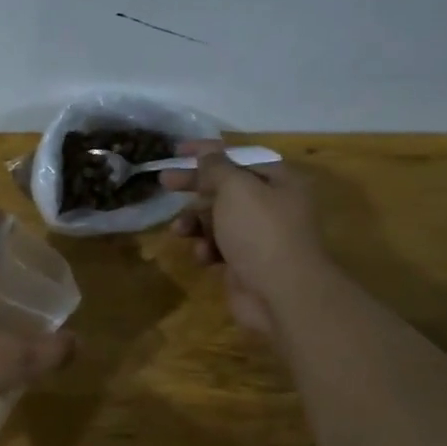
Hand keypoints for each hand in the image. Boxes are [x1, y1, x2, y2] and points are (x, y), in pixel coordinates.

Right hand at [166, 141, 329, 335]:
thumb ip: (216, 167)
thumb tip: (206, 152)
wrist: (282, 293)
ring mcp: (259, 236)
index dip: (207, 152)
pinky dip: (207, 248)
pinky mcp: (246, 263)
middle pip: (225, 188)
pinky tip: (203, 256)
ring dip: (195, 222)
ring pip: (217, 219)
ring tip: (179, 230)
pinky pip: (219, 247)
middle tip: (164, 182)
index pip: (238, 157)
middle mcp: (272, 205)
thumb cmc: (260, 231)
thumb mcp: (235, 188)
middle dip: (194, 187)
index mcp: (278, 181)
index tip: (177, 151)